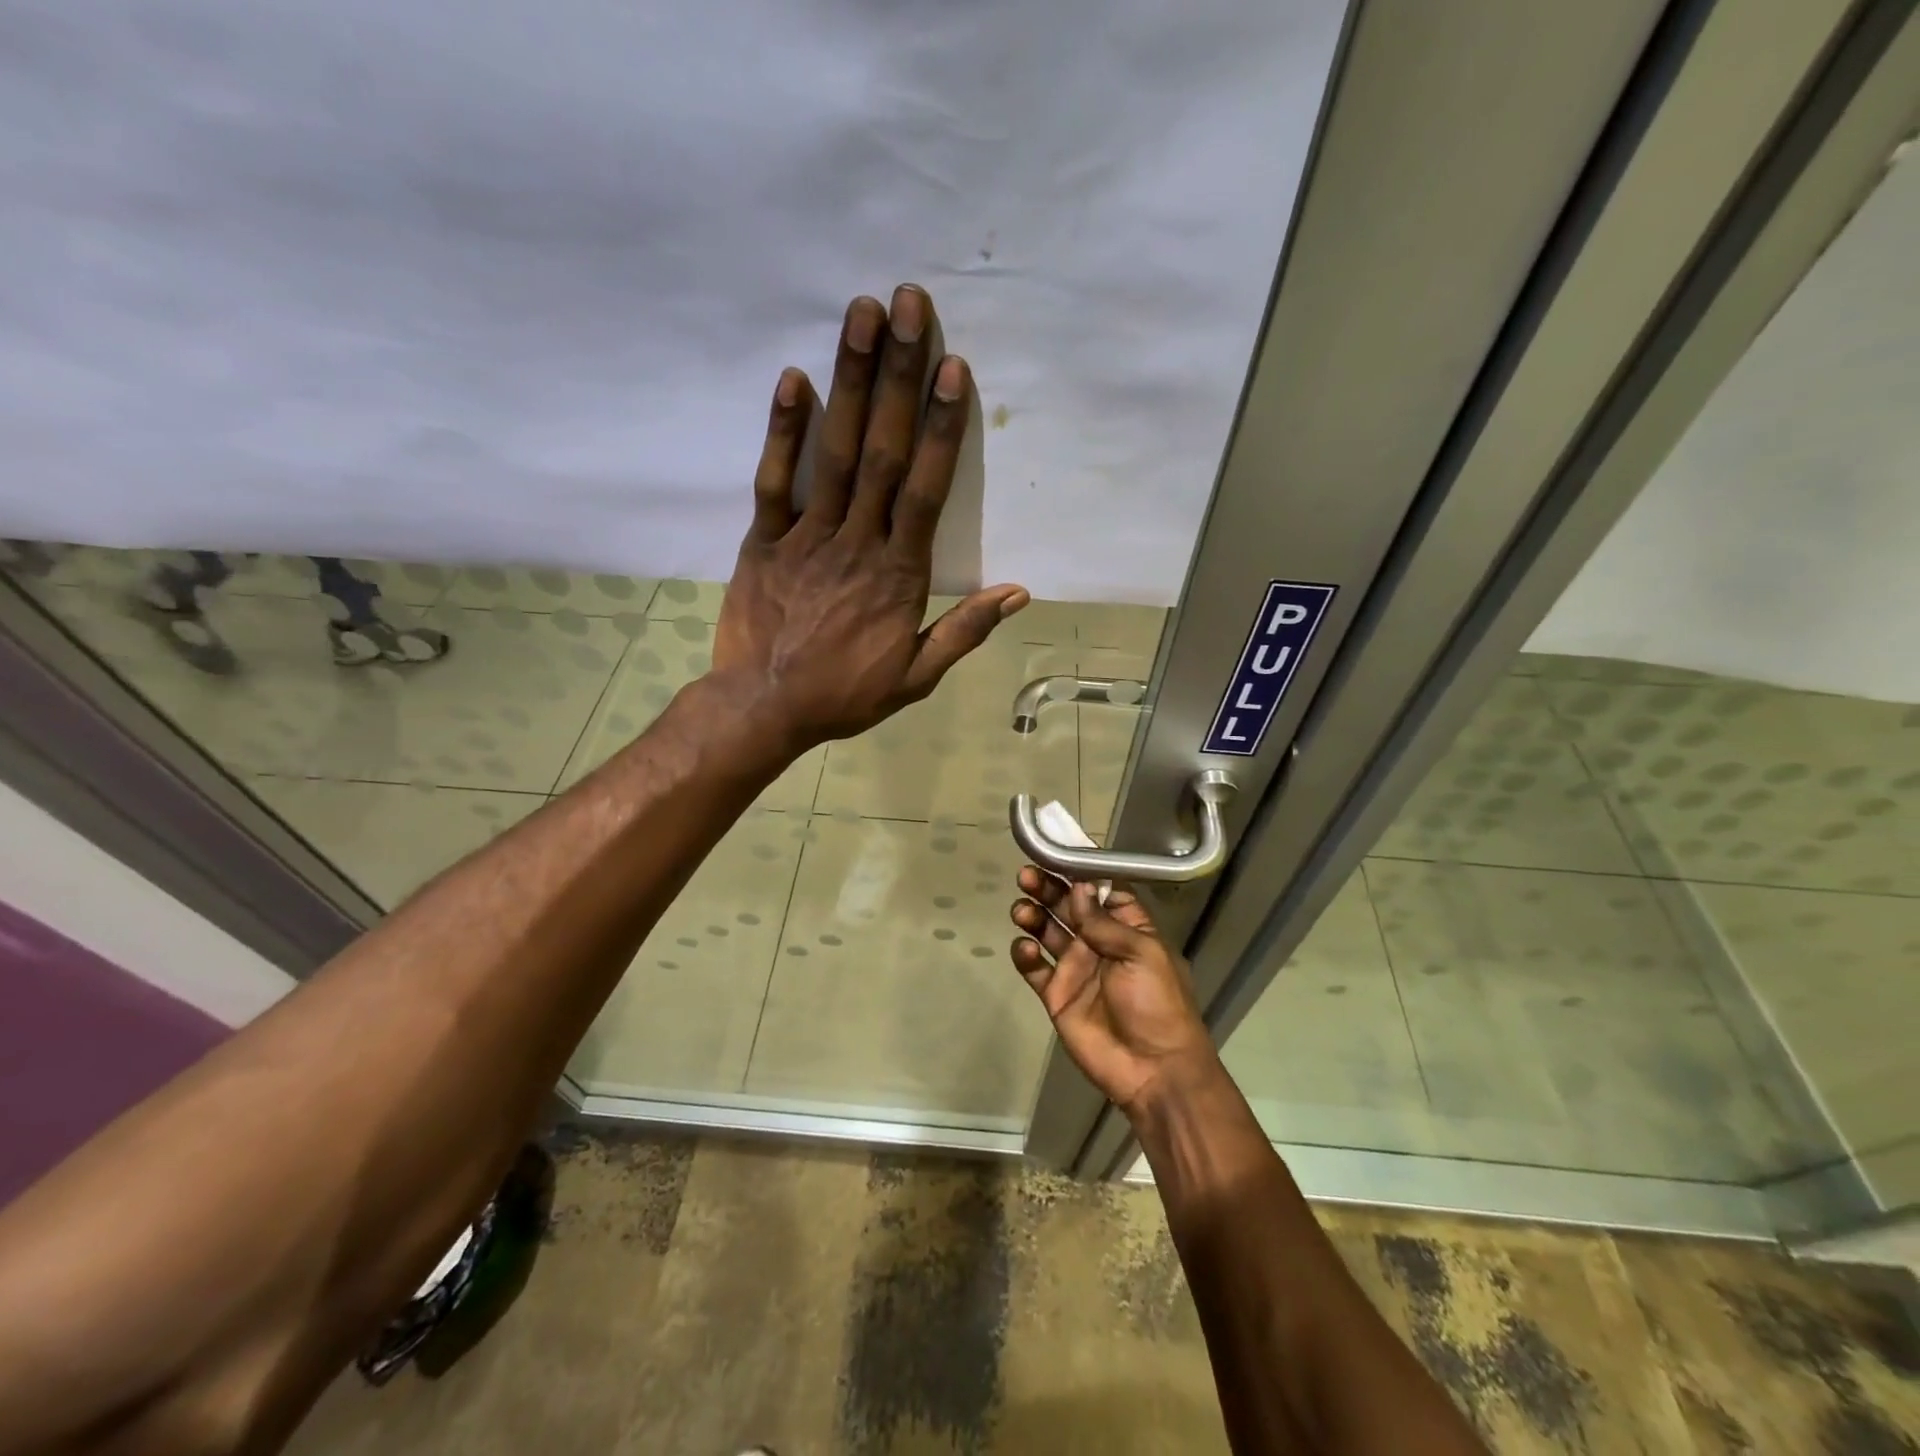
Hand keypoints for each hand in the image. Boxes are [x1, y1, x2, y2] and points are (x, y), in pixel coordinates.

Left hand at [714, 285, 1028, 750]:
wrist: (764, 709)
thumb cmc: (844, 694)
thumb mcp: (916, 677)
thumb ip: (964, 631)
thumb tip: (1018, 593)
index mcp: (898, 574)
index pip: (927, 490)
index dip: (941, 428)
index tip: (952, 369)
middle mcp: (857, 542)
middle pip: (883, 451)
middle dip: (897, 376)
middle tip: (907, 305)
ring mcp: (806, 537)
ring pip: (834, 453)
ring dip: (849, 382)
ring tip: (860, 315)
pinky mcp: (763, 541)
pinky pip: (774, 480)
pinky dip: (783, 431)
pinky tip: (795, 378)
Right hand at [1009, 869, 1221, 1116]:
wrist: (1153, 1070)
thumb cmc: (1157, 1003)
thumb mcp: (1141, 954)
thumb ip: (1105, 922)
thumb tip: (1080, 887)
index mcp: (1127, 928)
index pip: (1100, 890)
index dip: (1078, 872)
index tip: (1054, 851)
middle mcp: (1099, 942)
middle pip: (1067, 906)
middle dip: (1047, 888)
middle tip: (1026, 876)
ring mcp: (1076, 968)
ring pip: (1047, 931)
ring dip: (1033, 915)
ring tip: (1022, 910)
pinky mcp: (1057, 994)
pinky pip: (1034, 967)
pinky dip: (1025, 954)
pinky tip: (1025, 948)